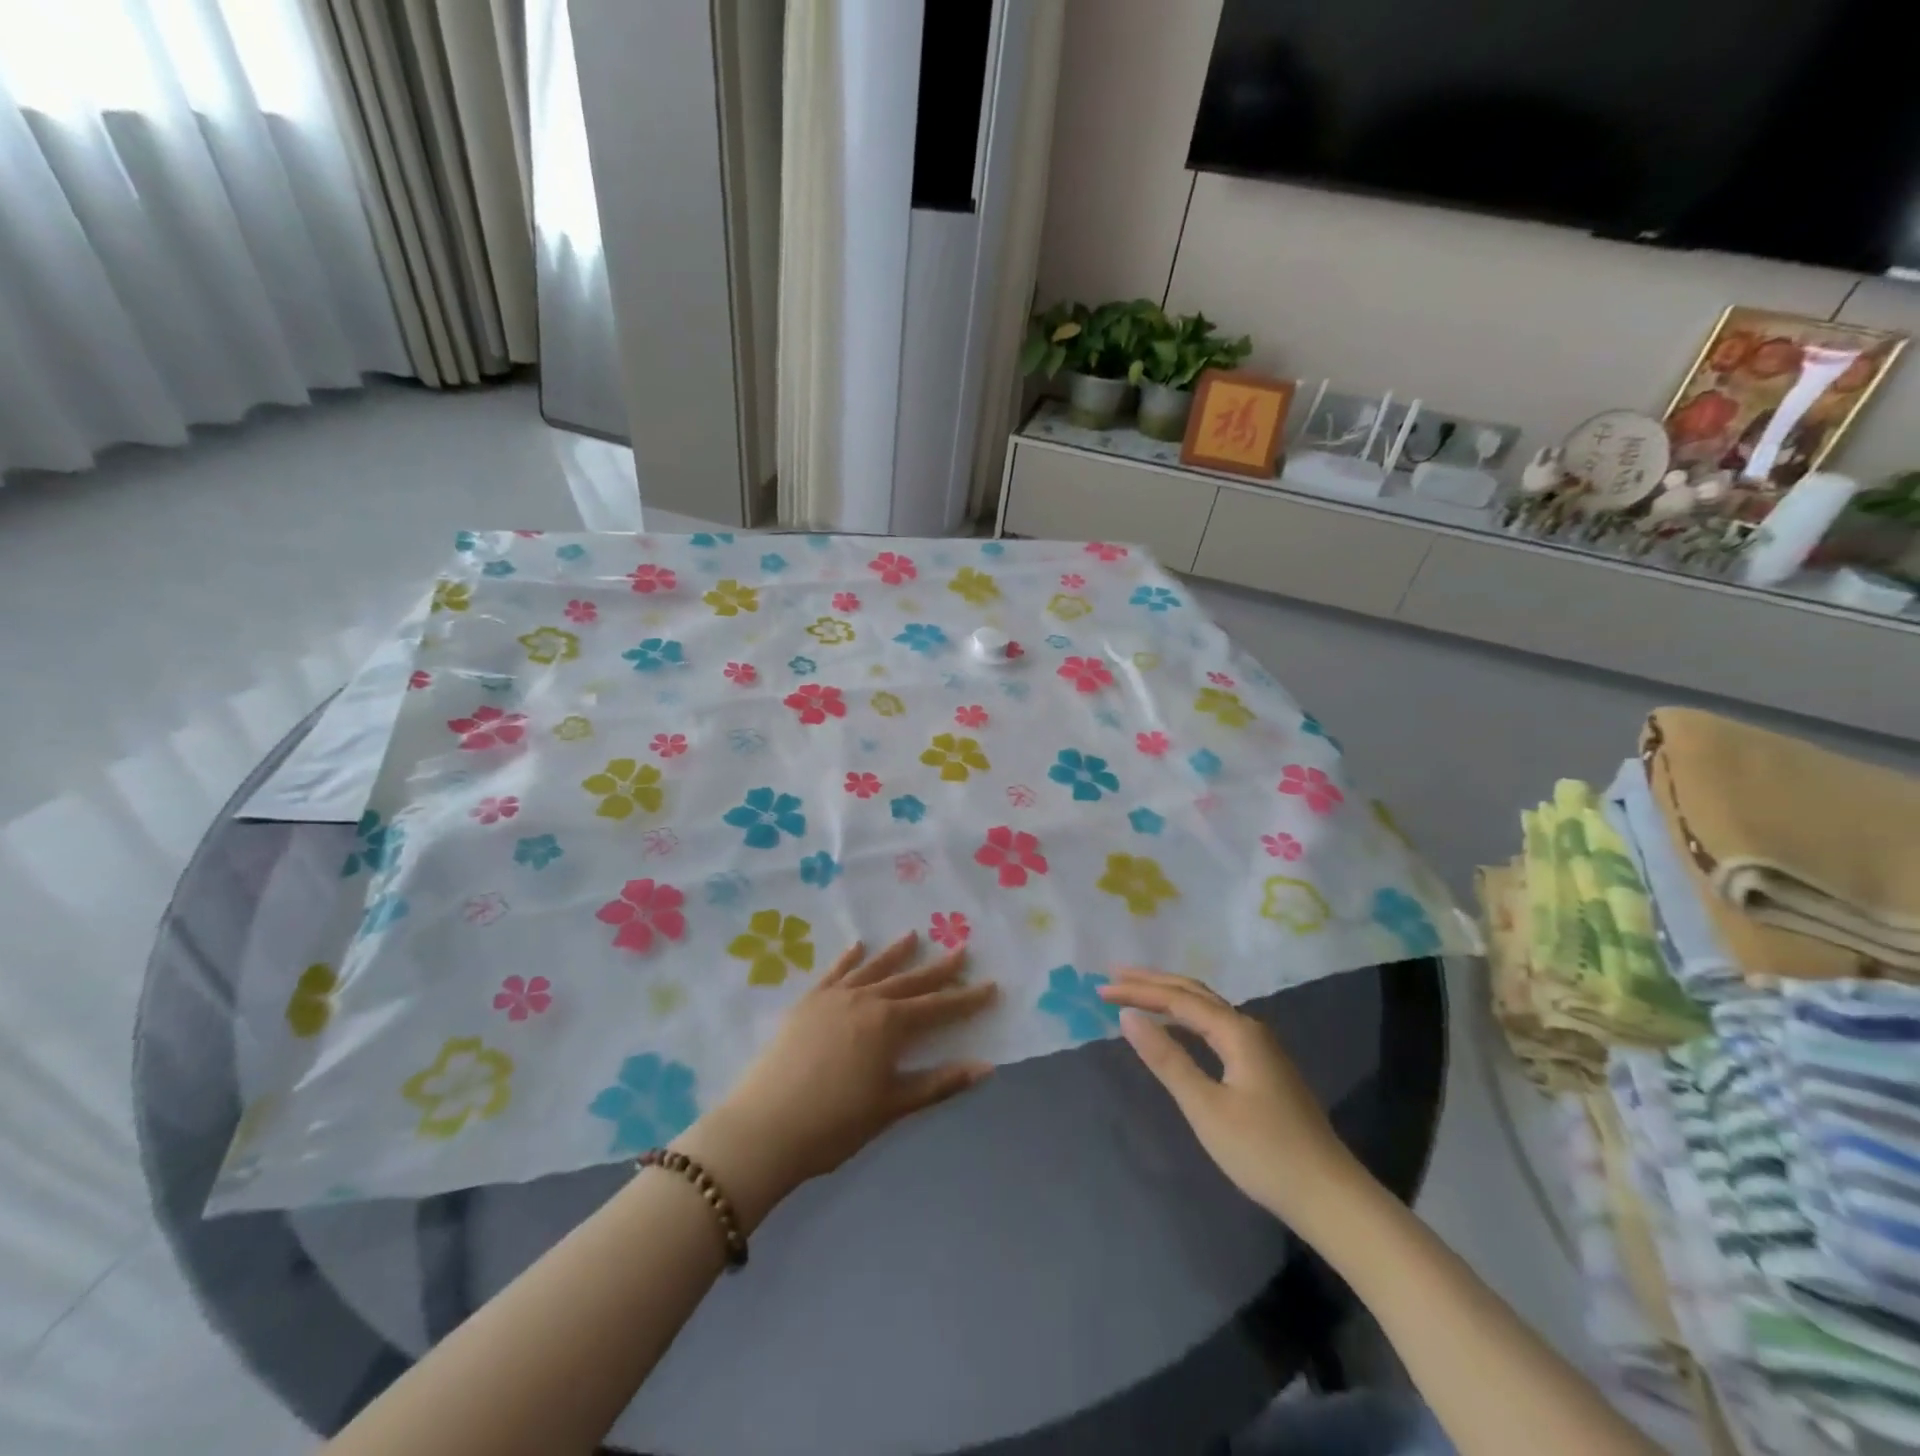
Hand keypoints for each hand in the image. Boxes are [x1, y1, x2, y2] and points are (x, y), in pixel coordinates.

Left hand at [678, 933, 996, 1226]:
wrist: (764, 1128)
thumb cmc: (835, 1124)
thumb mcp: (892, 1106)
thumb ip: (939, 1083)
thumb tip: (986, 1067)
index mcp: (889, 1025)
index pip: (938, 1007)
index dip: (966, 999)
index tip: (991, 985)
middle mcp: (865, 1000)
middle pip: (909, 980)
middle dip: (938, 968)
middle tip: (962, 950)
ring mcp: (833, 998)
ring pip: (873, 968)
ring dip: (895, 953)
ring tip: (914, 935)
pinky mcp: (807, 1003)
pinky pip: (833, 973)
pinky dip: (848, 958)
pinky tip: (857, 945)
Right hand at [1098, 968, 1360, 1229]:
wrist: (1329, 1196)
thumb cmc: (1263, 1151)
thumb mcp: (1205, 1107)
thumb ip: (1166, 1058)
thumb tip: (1128, 1016)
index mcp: (1237, 1031)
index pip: (1178, 999)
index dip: (1138, 991)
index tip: (1100, 990)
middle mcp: (1250, 1028)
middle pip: (1194, 993)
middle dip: (1153, 982)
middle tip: (1113, 976)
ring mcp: (1260, 1048)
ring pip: (1207, 1008)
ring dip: (1170, 997)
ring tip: (1137, 993)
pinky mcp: (1263, 1068)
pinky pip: (1216, 1026)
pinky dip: (1187, 1018)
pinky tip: (1176, 1028)